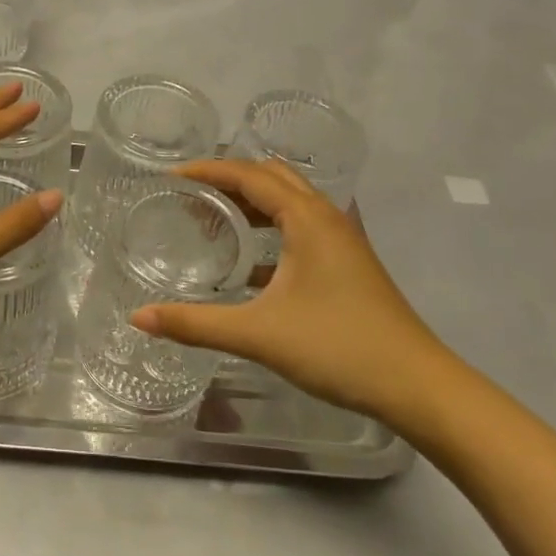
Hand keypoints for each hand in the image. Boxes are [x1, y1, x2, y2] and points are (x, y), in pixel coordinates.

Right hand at [130, 158, 457, 429]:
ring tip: (216, 218)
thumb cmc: (338, 346)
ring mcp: (343, 241)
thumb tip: (139, 317)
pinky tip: (251, 264)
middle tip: (192, 193)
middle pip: (273, 177)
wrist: (417, 386)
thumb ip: (195, 324)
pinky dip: (272, 228)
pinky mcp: (350, 264)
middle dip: (231, 178)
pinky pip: (303, 227)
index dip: (209, 170)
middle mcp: (327, 217)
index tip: (172, 176)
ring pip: (291, 201)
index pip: (249, 175)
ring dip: (254, 201)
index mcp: (307, 218)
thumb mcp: (258, 334)